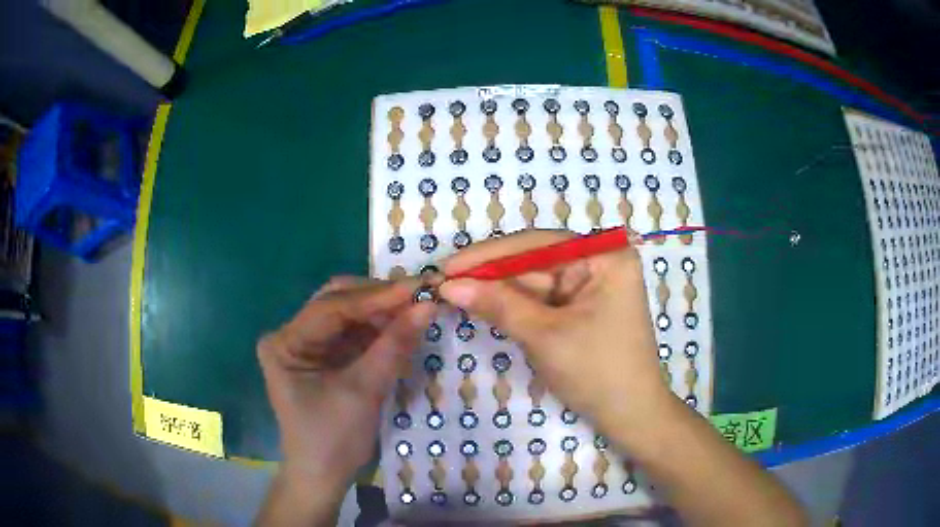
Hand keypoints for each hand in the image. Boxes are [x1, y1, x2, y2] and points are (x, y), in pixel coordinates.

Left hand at [257, 277, 434, 491]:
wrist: (323, 476)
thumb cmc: (333, 439)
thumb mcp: (364, 391)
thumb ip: (394, 346)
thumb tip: (427, 306)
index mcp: (285, 343)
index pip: (331, 308)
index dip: (376, 297)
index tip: (418, 288)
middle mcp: (290, 336)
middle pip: (336, 303)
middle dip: (378, 300)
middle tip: (418, 296)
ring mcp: (307, 345)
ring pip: (347, 315)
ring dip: (381, 313)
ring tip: (415, 310)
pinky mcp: (323, 356)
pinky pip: (353, 333)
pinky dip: (378, 330)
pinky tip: (400, 327)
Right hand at [439, 230, 670, 438]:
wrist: (630, 416)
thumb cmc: (597, 373)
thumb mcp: (545, 336)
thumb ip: (498, 305)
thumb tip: (449, 285)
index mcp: (605, 257)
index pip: (537, 244)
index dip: (489, 255)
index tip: (447, 266)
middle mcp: (599, 262)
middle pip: (534, 261)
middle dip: (489, 274)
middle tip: (443, 282)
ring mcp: (590, 285)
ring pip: (534, 281)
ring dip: (497, 290)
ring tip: (453, 292)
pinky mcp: (581, 307)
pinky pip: (542, 299)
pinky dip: (513, 305)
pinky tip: (482, 304)